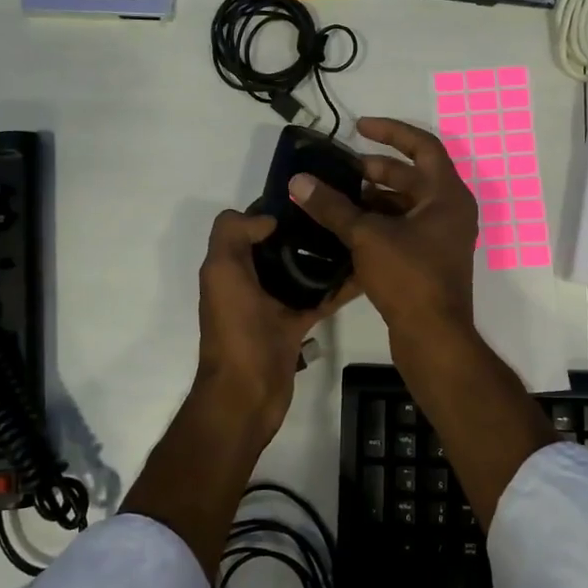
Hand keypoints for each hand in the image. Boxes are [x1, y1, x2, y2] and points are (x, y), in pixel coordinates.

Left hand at [193, 209, 360, 445]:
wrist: (247, 393)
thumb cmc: (235, 330)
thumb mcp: (222, 272)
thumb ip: (234, 235)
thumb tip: (268, 219)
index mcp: (230, 265)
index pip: (250, 223)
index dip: (274, 207)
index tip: (309, 194)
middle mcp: (250, 280)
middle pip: (279, 244)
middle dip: (305, 228)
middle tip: (340, 213)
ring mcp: (274, 304)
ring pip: (302, 270)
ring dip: (324, 255)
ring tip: (356, 235)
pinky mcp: (296, 324)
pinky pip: (320, 298)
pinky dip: (339, 288)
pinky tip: (365, 273)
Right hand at [288, 116, 477, 347]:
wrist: (433, 337)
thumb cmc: (409, 277)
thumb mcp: (367, 236)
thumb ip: (333, 207)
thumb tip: (299, 181)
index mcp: (447, 195)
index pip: (422, 146)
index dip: (391, 132)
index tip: (359, 128)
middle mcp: (449, 211)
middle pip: (411, 177)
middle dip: (374, 170)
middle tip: (339, 171)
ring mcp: (440, 238)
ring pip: (403, 206)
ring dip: (371, 200)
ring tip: (335, 200)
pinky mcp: (428, 261)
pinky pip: (401, 230)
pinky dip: (375, 225)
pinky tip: (343, 229)